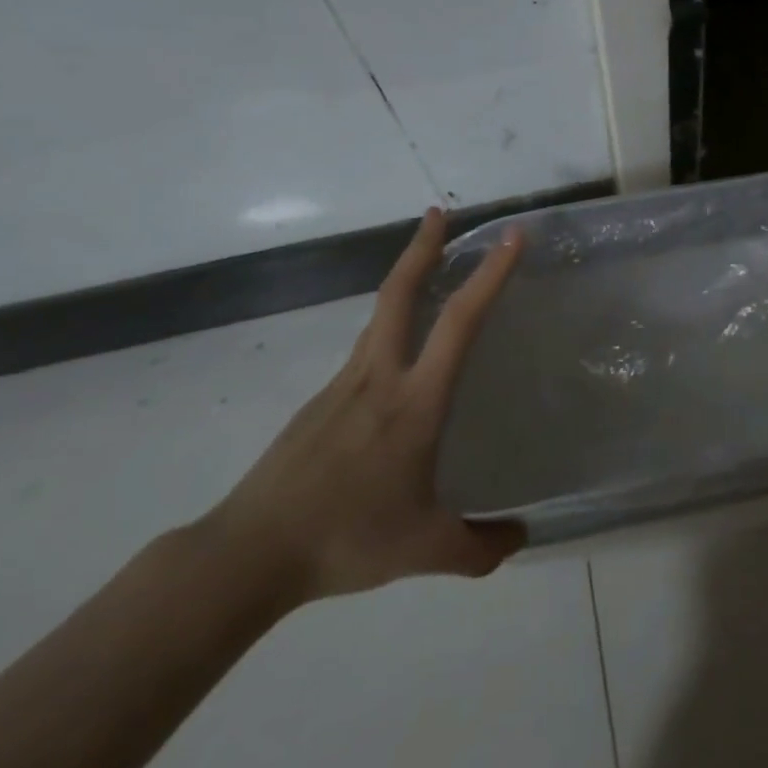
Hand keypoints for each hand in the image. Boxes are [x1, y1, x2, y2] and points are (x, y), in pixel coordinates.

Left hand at [203, 209, 525, 605]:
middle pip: (400, 292)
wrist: (247, 554)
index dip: (489, 274)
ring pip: (379, 316)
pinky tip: (397, 360)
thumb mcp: (424, 550)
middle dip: (423, 246)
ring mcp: (343, 384)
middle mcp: (380, 376)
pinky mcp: (320, 401)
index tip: (511, 236)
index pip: (460, 322)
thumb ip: (479, 548)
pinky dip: (388, 328)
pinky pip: (364, 350)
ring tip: (428, 272)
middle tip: (440, 212)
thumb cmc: (345, 538)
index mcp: (415, 400)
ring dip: (405, 280)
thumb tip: (520, 537)